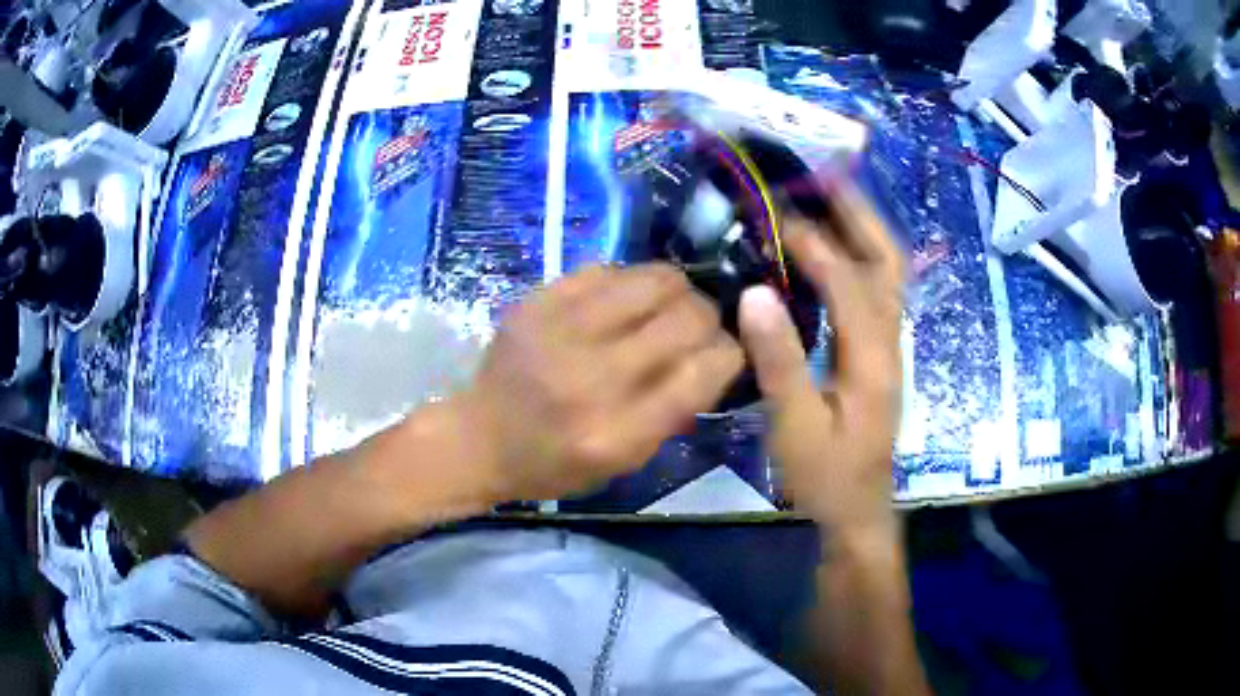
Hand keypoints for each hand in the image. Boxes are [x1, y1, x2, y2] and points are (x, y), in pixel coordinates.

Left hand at [455, 263, 743, 501]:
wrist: (478, 437)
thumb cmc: (554, 464)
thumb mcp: (623, 464)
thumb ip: (674, 413)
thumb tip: (715, 357)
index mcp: (618, 433)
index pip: (704, 372)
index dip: (730, 354)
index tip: (726, 353)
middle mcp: (593, 378)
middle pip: (688, 318)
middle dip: (710, 319)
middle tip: (698, 328)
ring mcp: (561, 331)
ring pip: (657, 279)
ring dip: (678, 291)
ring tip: (667, 307)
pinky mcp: (538, 301)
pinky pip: (611, 269)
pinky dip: (631, 282)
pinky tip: (624, 301)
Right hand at [738, 180, 904, 533]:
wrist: (858, 509)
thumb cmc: (826, 476)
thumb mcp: (796, 428)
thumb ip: (780, 361)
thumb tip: (755, 292)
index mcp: (872, 358)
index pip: (849, 282)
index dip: (814, 244)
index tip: (774, 215)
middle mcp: (890, 340)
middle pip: (888, 259)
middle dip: (857, 213)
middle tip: (819, 176)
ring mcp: (889, 344)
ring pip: (887, 270)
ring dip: (859, 227)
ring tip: (822, 196)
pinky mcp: (878, 351)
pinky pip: (873, 287)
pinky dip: (854, 254)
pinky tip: (827, 247)